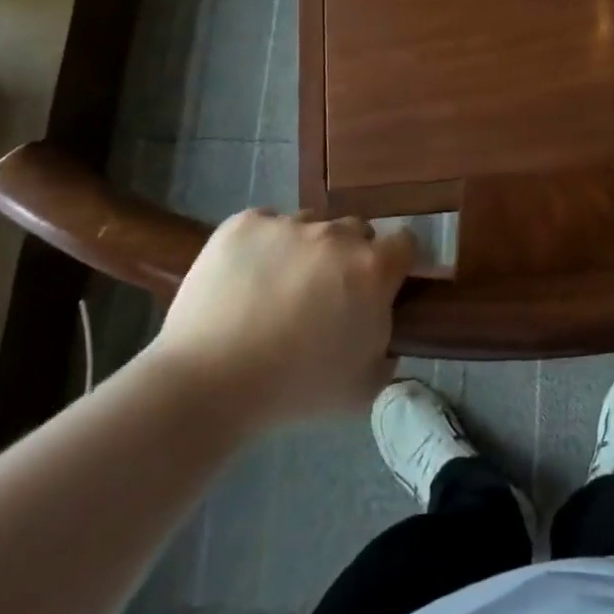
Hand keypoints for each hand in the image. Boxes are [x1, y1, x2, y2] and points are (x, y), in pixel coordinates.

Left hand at [150, 210, 415, 425]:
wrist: (208, 382)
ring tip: (277, 288)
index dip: (396, 262)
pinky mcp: (244, 223)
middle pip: (356, 231)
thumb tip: (385, 339)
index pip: (405, 242)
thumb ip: (387, 355)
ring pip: (309, 226)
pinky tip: (244, 278)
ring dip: (305, 249)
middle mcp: (336, 235)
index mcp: (372, 269)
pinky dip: (262, 245)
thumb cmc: (294, 390)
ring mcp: (288, 224)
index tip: (381, 285)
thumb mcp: (362, 389)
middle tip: (325, 294)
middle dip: (349, 256)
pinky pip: (265, 224)